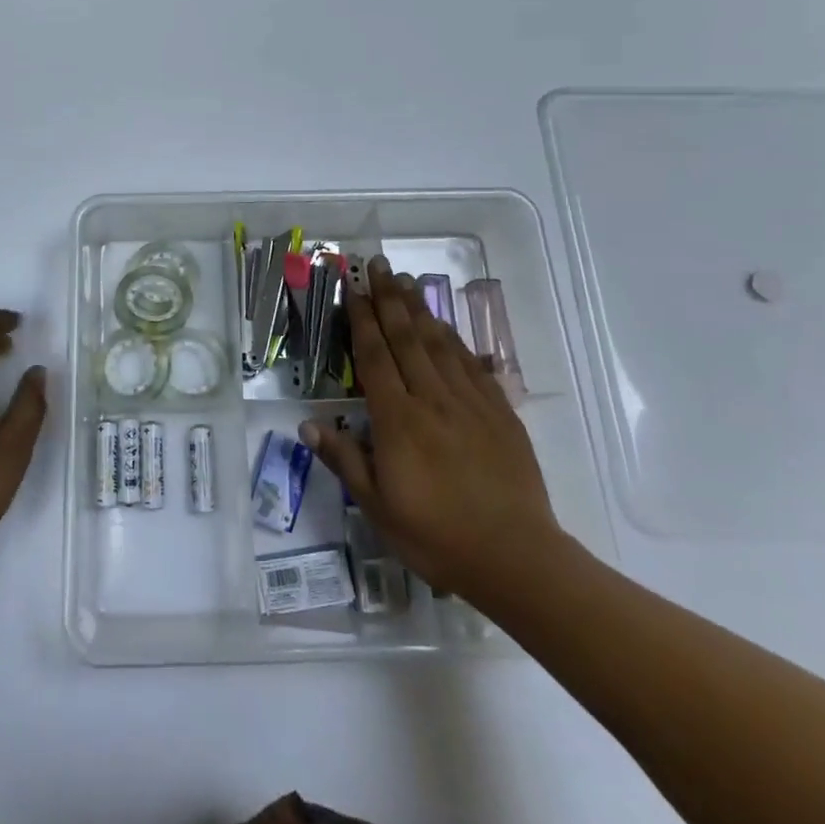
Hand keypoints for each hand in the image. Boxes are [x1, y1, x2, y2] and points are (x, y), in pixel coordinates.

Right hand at [300, 257, 564, 609]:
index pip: (375, 357)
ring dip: (420, 309)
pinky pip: (471, 365)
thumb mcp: (378, 508)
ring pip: (439, 344)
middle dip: (390, 298)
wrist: (517, 558)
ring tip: (407, 282)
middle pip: (406, 338)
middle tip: (379, 265)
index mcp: (399, 420)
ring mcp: (469, 403)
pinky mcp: (499, 413)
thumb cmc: (437, 536)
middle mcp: (432, 399)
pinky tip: (445, 326)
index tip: (353, 289)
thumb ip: (345, 460)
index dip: (362, 320)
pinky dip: (454, 339)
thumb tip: (307, 424)